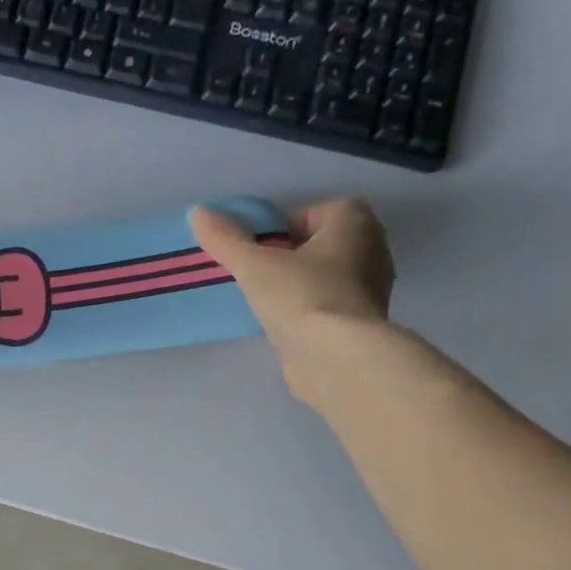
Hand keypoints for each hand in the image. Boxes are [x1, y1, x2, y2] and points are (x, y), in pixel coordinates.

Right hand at [190, 197, 394, 399]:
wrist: (336, 358)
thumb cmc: (301, 297)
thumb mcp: (254, 265)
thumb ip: (226, 239)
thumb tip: (198, 211)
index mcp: (354, 222)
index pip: (314, 212)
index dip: (283, 228)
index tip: (259, 251)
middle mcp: (372, 248)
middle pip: (322, 244)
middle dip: (292, 256)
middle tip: (260, 275)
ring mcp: (372, 289)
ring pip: (327, 276)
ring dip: (300, 284)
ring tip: (268, 303)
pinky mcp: (363, 324)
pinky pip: (330, 305)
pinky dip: (310, 310)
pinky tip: (286, 326)